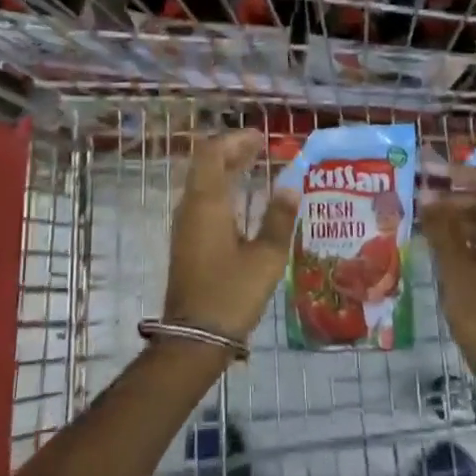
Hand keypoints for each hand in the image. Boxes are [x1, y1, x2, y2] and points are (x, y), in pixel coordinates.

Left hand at [166, 130, 298, 341]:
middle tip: (261, 148)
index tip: (261, 138)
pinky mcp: (187, 241)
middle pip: (206, 165)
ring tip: (256, 167)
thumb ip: (278, 219)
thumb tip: (290, 187)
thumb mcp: (265, 257)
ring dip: (227, 170)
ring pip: (203, 183)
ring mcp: (186, 225)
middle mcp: (191, 207)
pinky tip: (244, 202)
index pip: (213, 154)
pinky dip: (223, 190)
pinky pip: (203, 201)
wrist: (194, 337)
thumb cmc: (231, 293)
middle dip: (232, 151)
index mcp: (207, 203)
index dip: (235, 140)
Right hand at [420, 167, 475, 395]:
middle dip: (463, 193)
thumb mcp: (456, 271)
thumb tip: (427, 193)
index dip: (466, 173)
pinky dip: (474, 237)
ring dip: (466, 215)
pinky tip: (448, 246)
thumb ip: (442, 229)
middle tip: (429, 196)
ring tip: (431, 220)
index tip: (436, 172)